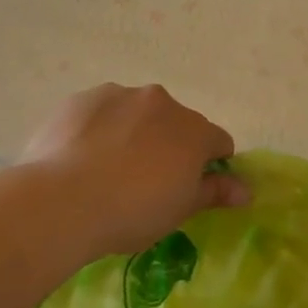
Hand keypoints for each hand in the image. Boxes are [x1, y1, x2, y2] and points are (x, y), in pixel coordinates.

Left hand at [21, 84, 249, 257]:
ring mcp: (119, 95)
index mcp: (194, 130)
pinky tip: (81, 158)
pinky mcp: (82, 99)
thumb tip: (246, 191)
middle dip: (170, 146)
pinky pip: (101, 113)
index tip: (190, 188)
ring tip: (108, 170)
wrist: (61, 201)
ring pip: (137, 114)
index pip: (219, 143)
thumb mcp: (179, 210)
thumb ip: (214, 192)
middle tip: (146, 182)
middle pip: (177, 124)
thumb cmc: (132, 211)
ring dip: (134, 133)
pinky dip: (100, 129)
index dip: (211, 166)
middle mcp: (162, 102)